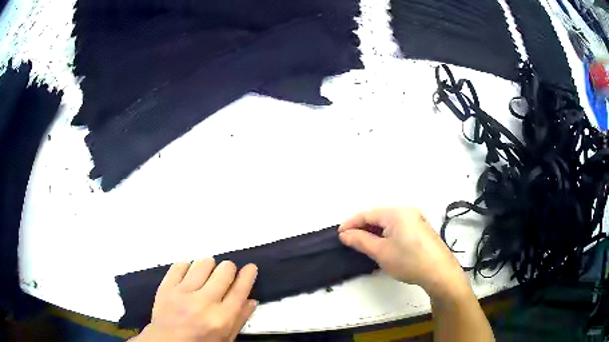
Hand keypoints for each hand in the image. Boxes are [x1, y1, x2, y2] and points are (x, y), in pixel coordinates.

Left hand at [132, 259, 257, 341]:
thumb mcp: (225, 338)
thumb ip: (239, 319)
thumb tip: (251, 300)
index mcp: (221, 318)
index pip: (240, 290)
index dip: (248, 275)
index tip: (250, 268)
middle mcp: (204, 303)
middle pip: (224, 271)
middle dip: (228, 269)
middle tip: (225, 274)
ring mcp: (182, 293)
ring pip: (203, 263)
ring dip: (208, 266)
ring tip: (205, 275)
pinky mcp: (166, 287)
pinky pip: (180, 265)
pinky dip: (187, 267)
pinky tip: (188, 275)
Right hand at [338, 207, 467, 299]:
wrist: (439, 272)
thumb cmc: (408, 261)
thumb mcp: (380, 252)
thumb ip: (360, 241)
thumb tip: (345, 234)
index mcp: (396, 212)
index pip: (367, 214)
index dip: (351, 223)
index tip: (339, 235)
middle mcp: (407, 211)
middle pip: (378, 216)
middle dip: (363, 227)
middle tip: (350, 241)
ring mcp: (416, 219)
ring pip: (388, 222)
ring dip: (375, 231)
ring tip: (364, 244)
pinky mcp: (421, 228)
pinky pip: (398, 226)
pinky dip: (387, 234)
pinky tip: (384, 245)